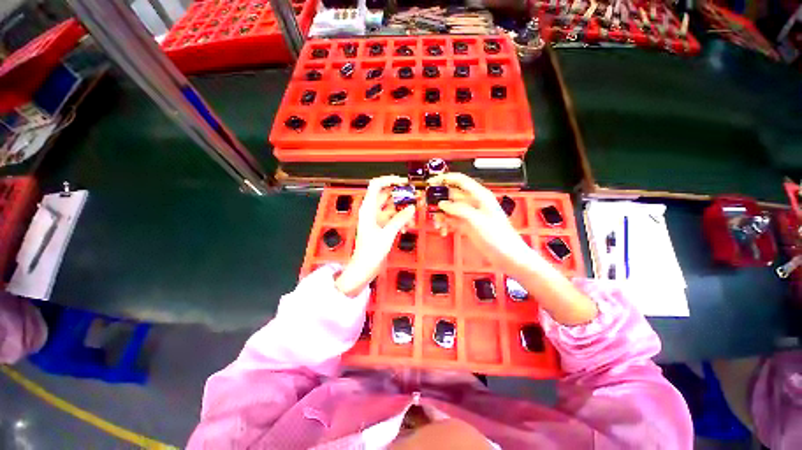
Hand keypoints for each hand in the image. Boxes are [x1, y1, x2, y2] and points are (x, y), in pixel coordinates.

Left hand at [335, 176, 415, 296]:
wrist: (364, 268)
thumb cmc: (371, 252)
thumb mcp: (387, 234)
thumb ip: (400, 219)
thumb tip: (411, 208)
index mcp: (368, 209)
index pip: (376, 185)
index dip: (389, 180)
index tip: (404, 182)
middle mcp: (371, 211)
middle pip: (387, 195)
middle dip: (400, 196)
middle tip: (415, 198)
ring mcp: (376, 219)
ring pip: (391, 207)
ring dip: (402, 209)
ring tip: (414, 214)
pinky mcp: (381, 227)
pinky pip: (392, 218)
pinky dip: (400, 219)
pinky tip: (407, 226)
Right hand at [429, 173, 596, 324]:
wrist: (507, 256)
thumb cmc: (497, 237)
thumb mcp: (477, 221)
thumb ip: (459, 210)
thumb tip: (442, 203)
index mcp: (480, 196)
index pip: (460, 181)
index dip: (445, 179)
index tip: (430, 182)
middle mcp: (473, 203)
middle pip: (452, 195)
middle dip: (439, 199)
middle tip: (427, 206)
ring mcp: (469, 215)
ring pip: (450, 209)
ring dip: (441, 214)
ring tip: (436, 223)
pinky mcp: (467, 226)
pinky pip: (452, 221)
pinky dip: (446, 224)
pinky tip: (442, 230)